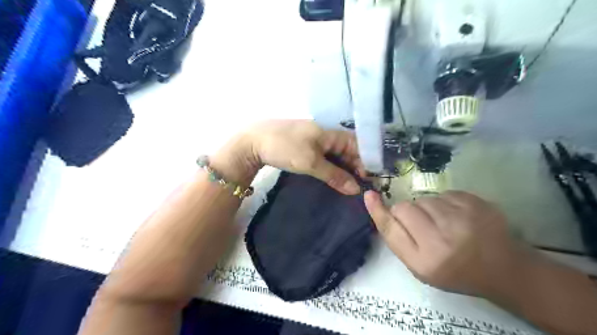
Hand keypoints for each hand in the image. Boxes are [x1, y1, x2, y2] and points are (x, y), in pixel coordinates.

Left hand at [214, 120, 363, 193]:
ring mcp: (315, 139)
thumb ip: (334, 175)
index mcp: (330, 132)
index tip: (369, 179)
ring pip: (336, 154)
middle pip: (348, 150)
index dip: (366, 161)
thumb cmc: (284, 147)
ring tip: (349, 185)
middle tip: (359, 186)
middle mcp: (325, 134)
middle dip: (356, 166)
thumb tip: (356, 189)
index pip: (357, 144)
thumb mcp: (310, 163)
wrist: (252, 142)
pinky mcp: (305, 146)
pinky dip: (331, 167)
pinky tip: (333, 178)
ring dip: (343, 168)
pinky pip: (325, 156)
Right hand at [361, 190, 520, 296]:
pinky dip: (445, 202)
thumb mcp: (420, 266)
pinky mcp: (476, 203)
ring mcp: (461, 218)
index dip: (377, 211)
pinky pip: (443, 193)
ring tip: (444, 223)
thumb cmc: (454, 271)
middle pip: (404, 208)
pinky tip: (457, 216)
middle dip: (407, 213)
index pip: (391, 228)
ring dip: (427, 208)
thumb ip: (397, 238)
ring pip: (424, 199)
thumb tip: (376, 204)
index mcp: (425, 260)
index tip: (369, 195)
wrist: (503, 269)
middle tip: (423, 226)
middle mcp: (441, 239)